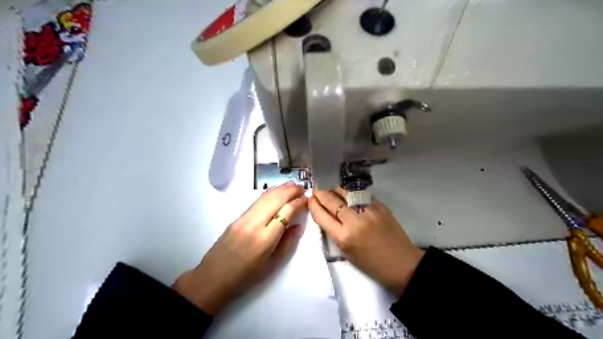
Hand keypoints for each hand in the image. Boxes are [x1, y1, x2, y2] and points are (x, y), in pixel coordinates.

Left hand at [173, 183, 306, 315]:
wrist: (213, 278)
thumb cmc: (246, 277)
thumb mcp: (272, 265)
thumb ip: (288, 243)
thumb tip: (299, 225)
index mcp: (265, 239)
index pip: (286, 212)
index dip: (298, 203)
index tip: (307, 199)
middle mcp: (254, 224)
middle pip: (276, 199)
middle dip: (291, 191)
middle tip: (303, 188)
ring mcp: (243, 219)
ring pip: (265, 197)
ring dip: (280, 189)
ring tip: (293, 185)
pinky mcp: (237, 218)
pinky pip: (256, 201)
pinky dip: (269, 193)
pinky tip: (276, 191)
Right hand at [311, 188, 423, 296]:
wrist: (403, 264)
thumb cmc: (372, 265)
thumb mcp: (347, 253)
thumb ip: (335, 233)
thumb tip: (328, 215)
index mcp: (344, 238)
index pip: (322, 216)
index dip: (314, 206)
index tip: (310, 200)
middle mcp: (354, 221)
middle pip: (332, 201)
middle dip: (321, 194)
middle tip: (316, 190)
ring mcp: (369, 211)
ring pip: (346, 193)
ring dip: (335, 190)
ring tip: (331, 190)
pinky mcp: (381, 206)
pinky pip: (361, 194)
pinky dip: (351, 193)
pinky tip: (348, 193)